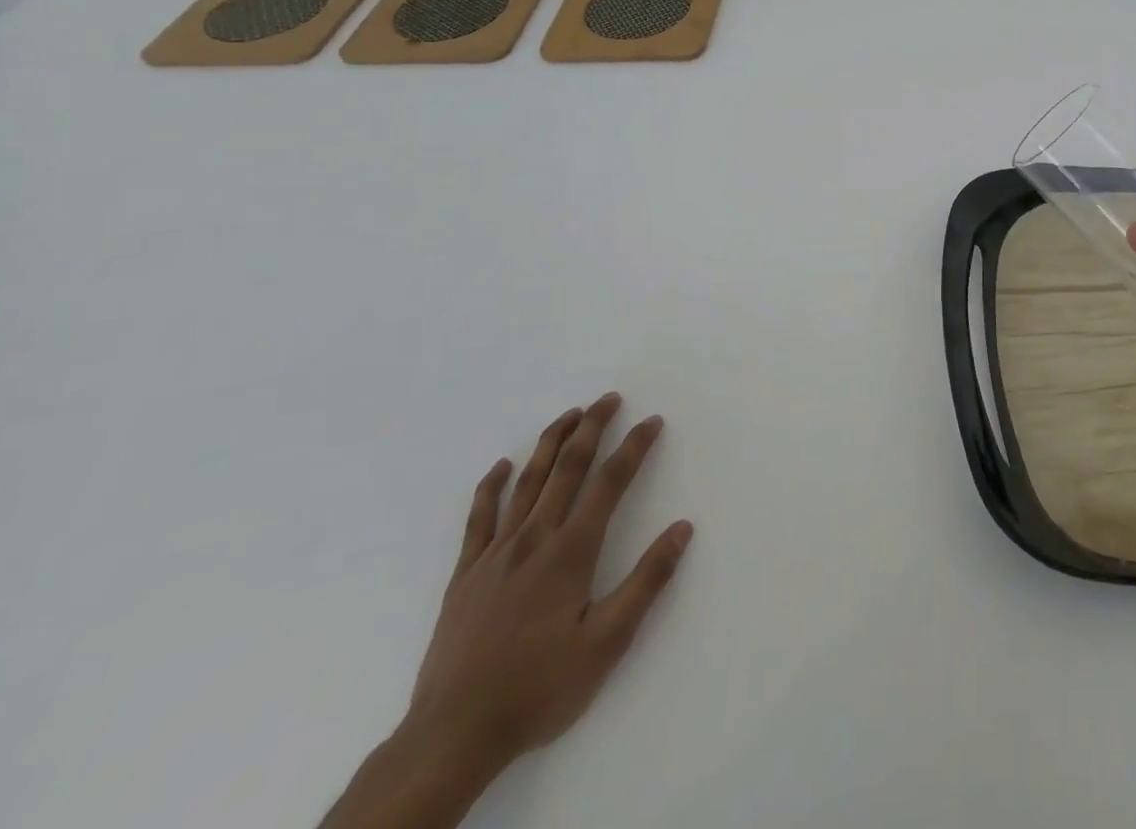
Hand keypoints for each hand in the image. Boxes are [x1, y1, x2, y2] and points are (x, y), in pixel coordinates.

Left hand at [403, 394, 693, 774]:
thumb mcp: (607, 643)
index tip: (652, 421)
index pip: (611, 482)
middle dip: (592, 428)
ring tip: (568, 415)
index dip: (634, 447)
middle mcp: (535, 539)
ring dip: (550, 443)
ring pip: (527, 482)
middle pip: (568, 468)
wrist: (453, 736)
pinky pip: (479, 518)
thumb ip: (647, 581)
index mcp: (571, 551)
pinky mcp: (465, 575)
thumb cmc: (539, 688)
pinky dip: (491, 487)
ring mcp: (495, 554)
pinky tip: (501, 467)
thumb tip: (683, 528)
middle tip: (609, 399)